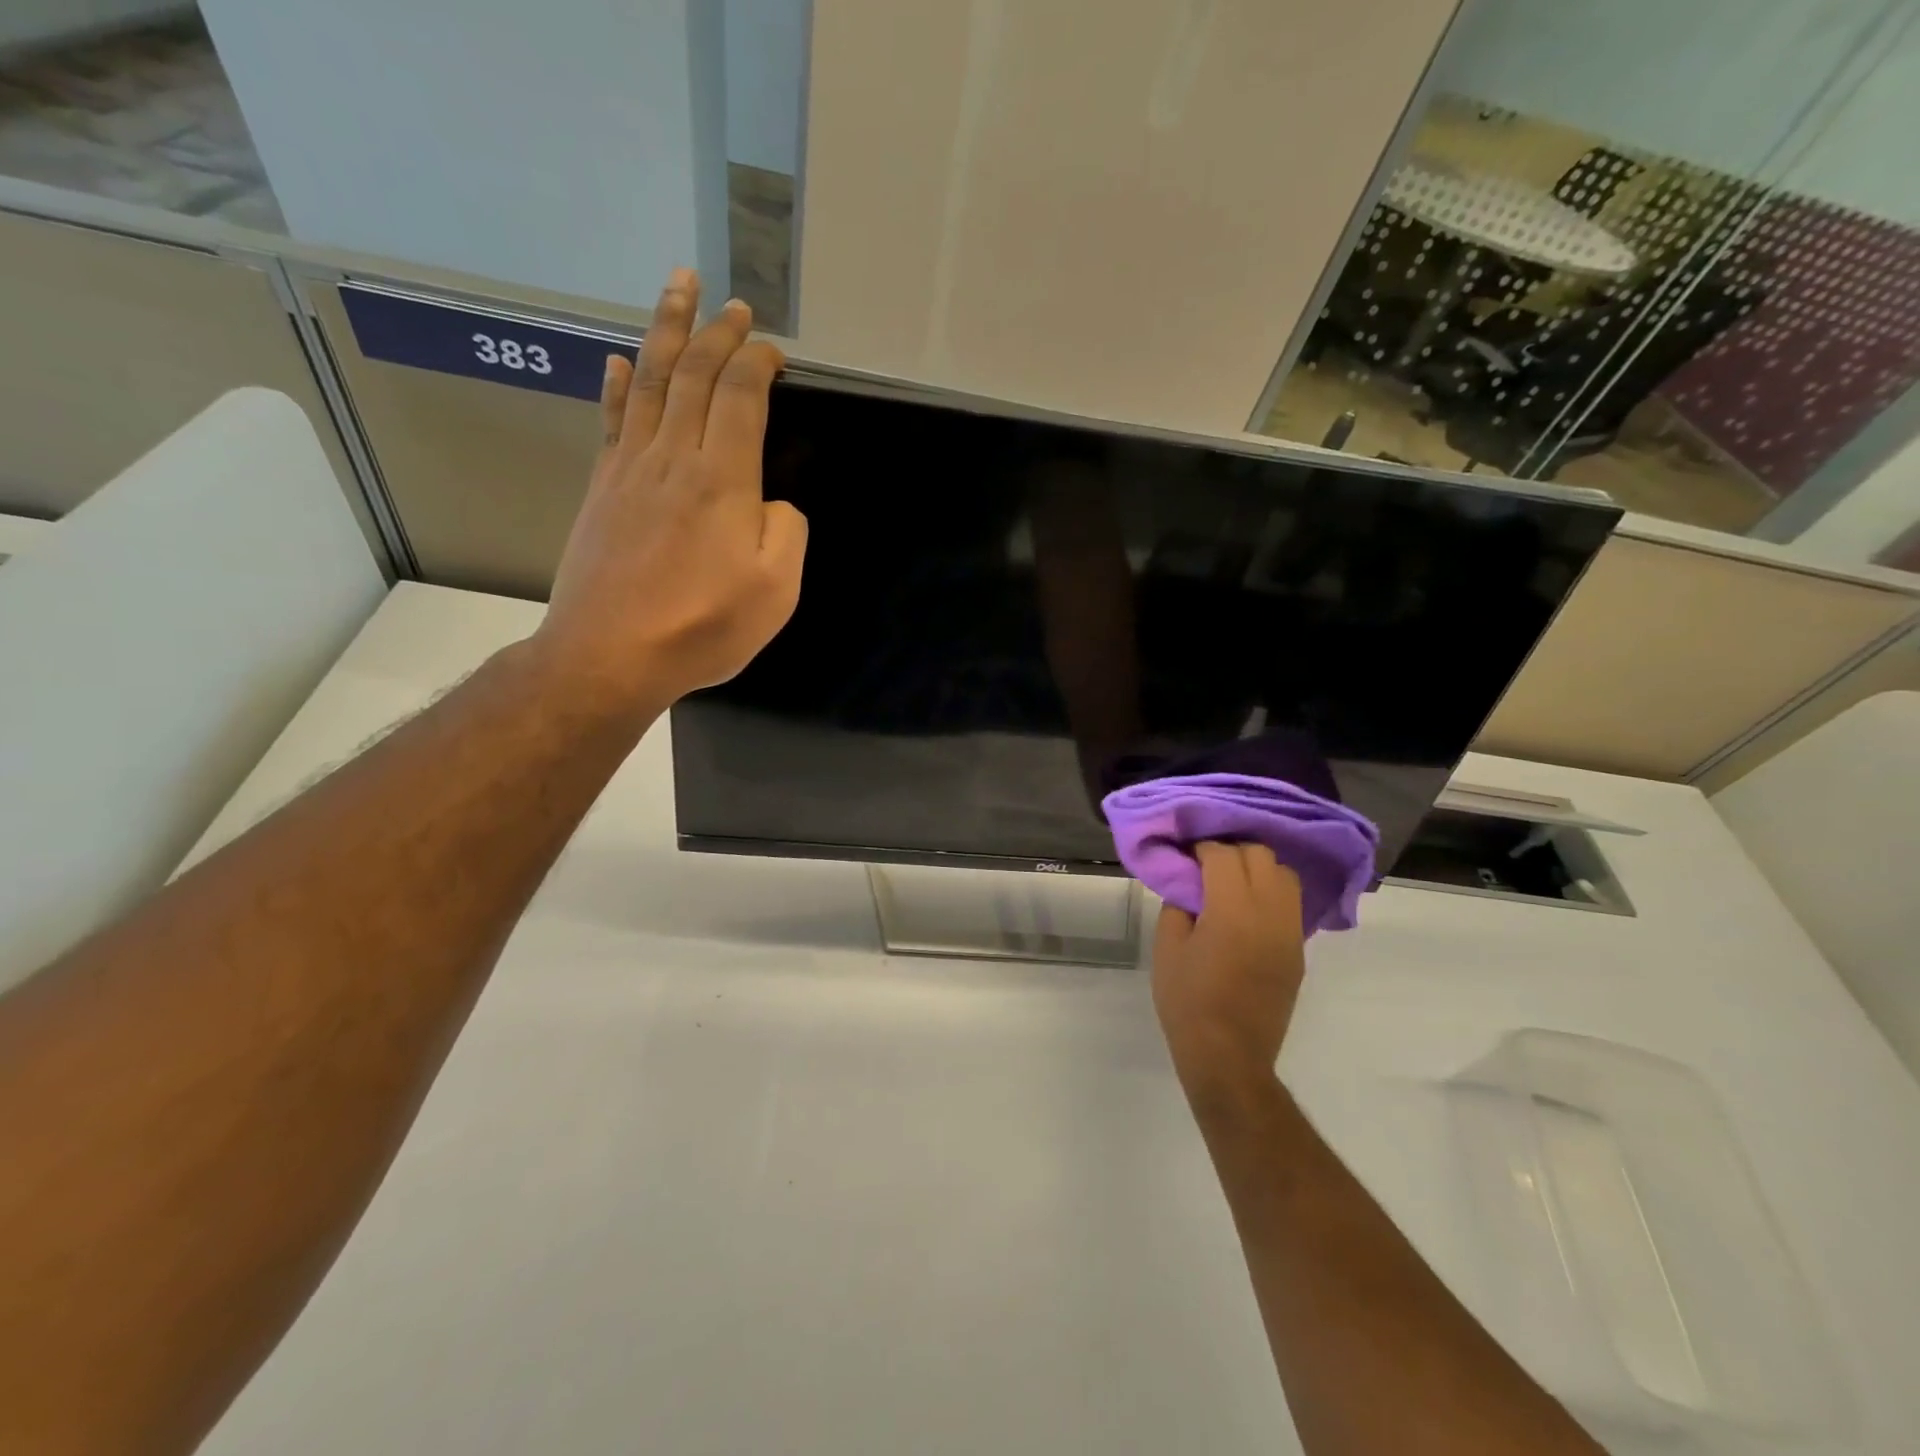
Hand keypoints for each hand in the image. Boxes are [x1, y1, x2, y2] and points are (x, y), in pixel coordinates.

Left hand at [534, 269, 806, 717]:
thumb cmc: (702, 628)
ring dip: (667, 331)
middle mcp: (674, 458)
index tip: (775, 352)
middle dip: (718, 333)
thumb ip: (787, 533)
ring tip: (678, 288)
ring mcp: (631, 468)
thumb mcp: (776, 592)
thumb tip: (772, 504)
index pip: (742, 397)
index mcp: (723, 480)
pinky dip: (617, 383)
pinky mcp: (602, 488)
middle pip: (695, 375)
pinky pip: (612, 419)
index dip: (759, 364)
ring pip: (650, 381)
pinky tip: (617, 360)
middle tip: (734, 305)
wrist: (610, 655)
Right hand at [1152, 842, 1306, 1105]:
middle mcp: (1269, 913)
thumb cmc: (1188, 1001)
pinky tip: (1247, 908)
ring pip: (1285, 875)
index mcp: (1232, 910)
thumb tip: (1189, 885)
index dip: (1203, 848)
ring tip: (1232, 883)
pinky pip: (1290, 904)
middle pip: (1261, 856)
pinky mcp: (1298, 951)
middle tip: (1207, 866)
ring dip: (1258, 868)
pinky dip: (1271, 893)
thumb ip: (1178, 906)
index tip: (1186, 855)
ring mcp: (1290, 932)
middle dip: (1232, 851)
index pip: (1224, 855)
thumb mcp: (1167, 948)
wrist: (1229, 1056)